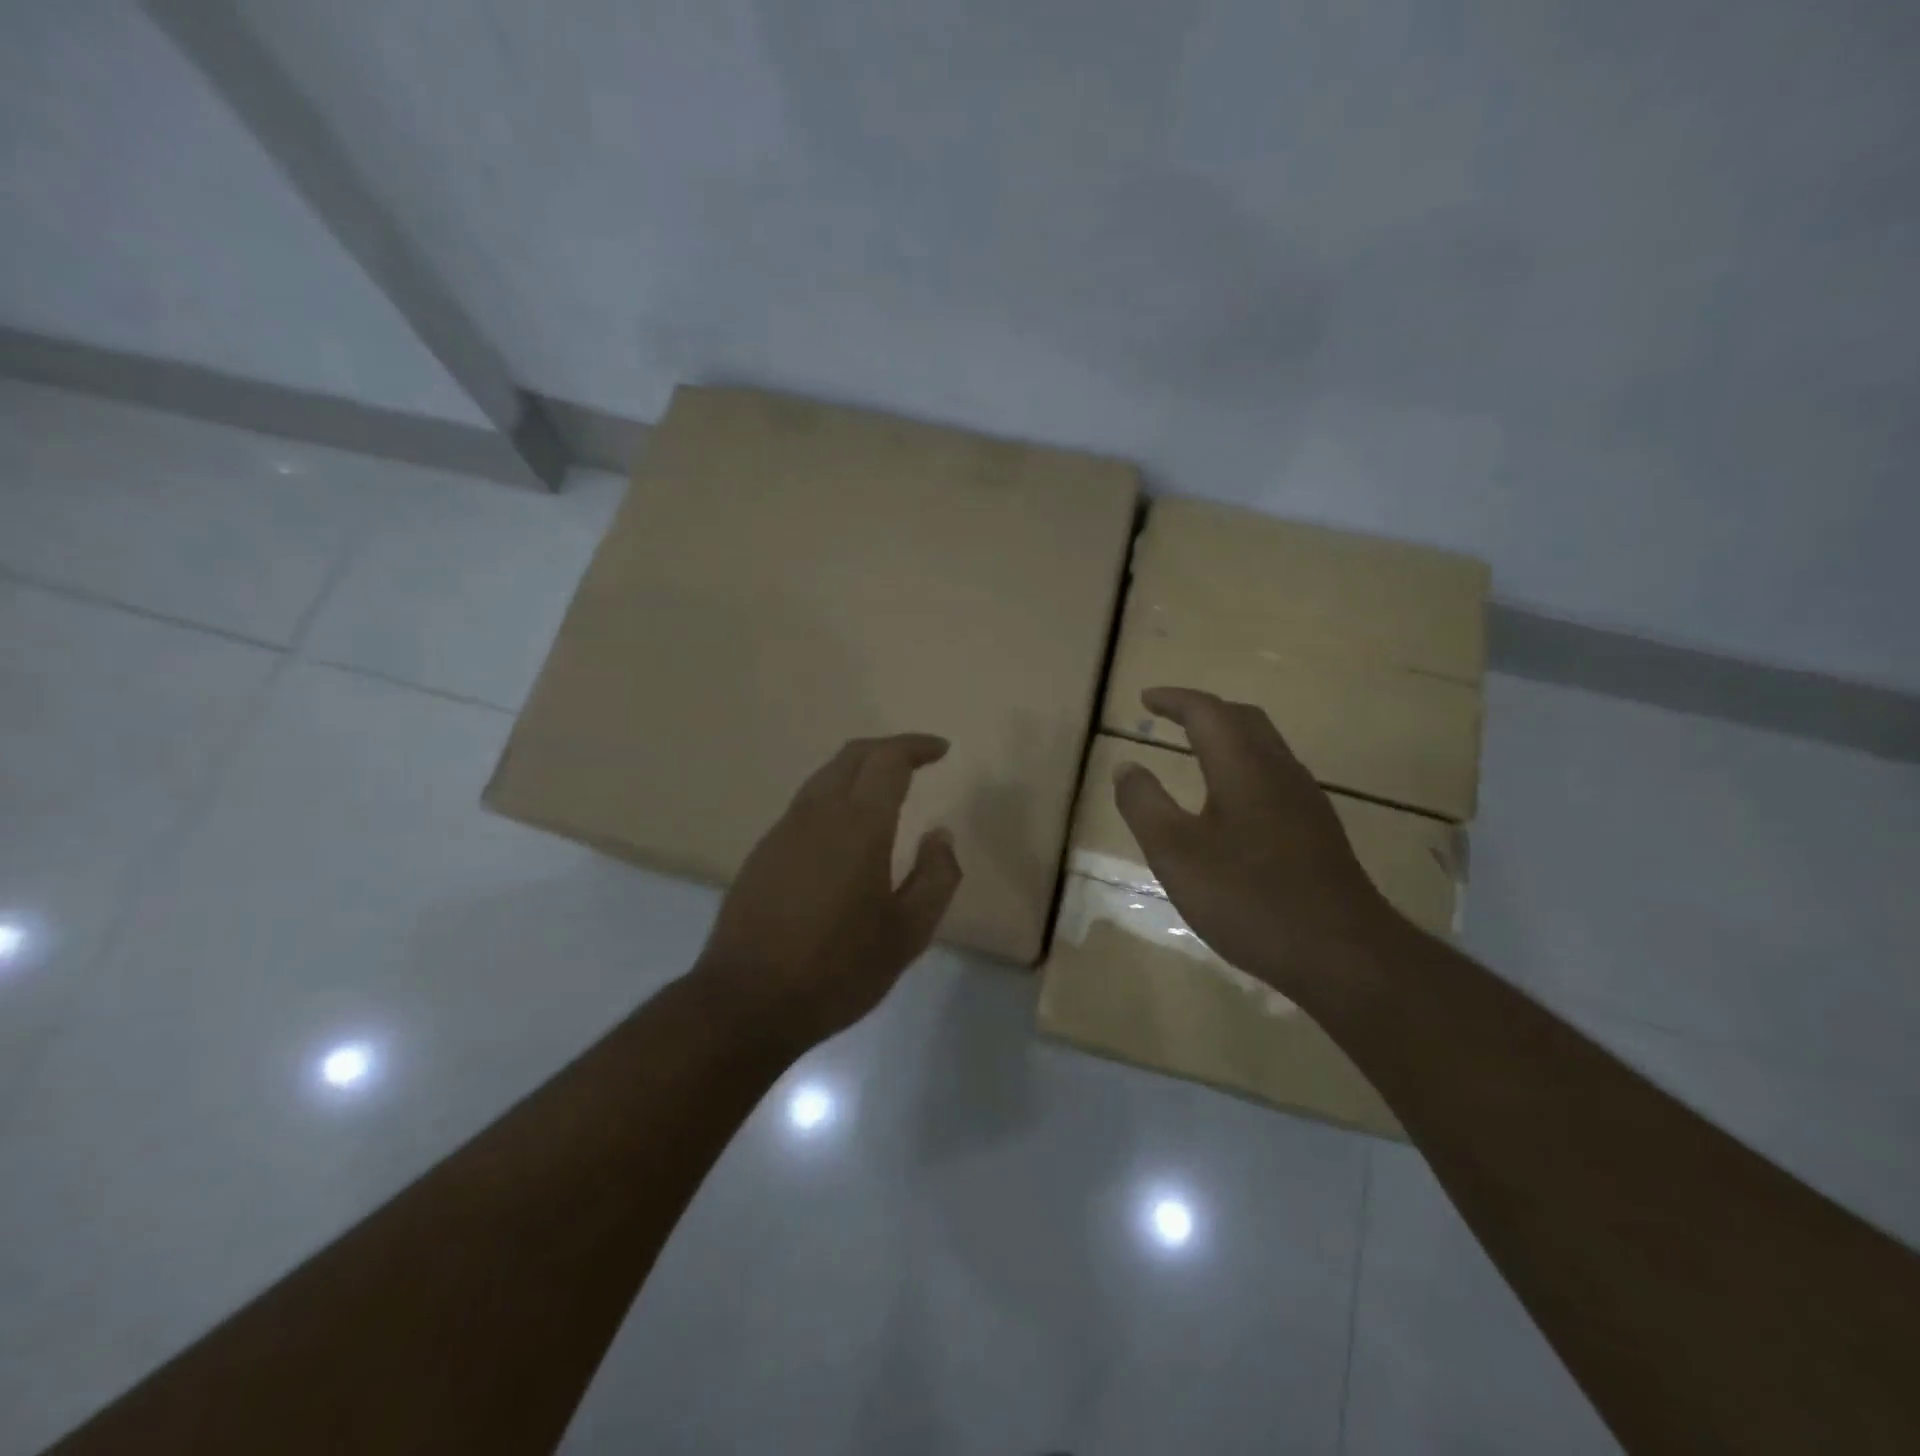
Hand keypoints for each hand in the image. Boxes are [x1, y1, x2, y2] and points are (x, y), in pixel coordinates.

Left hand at [695, 734, 962, 1050]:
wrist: (747, 1002)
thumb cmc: (838, 969)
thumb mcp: (907, 933)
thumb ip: (935, 877)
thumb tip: (940, 835)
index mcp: (859, 825)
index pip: (889, 760)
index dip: (917, 746)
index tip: (941, 750)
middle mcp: (818, 813)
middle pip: (852, 755)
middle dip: (888, 748)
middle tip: (918, 759)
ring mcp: (784, 830)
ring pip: (824, 777)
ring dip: (858, 770)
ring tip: (885, 789)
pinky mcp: (763, 852)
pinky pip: (806, 804)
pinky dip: (835, 795)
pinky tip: (845, 830)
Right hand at [1112, 687, 1402, 999]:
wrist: (1342, 954)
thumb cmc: (1248, 898)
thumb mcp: (1175, 853)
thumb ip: (1144, 804)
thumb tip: (1126, 766)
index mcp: (1243, 767)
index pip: (1207, 712)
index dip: (1174, 700)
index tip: (1145, 698)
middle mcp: (1279, 771)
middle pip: (1243, 719)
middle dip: (1203, 710)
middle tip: (1170, 716)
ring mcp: (1305, 800)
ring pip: (1264, 746)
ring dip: (1227, 736)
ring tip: (1196, 750)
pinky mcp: (1317, 829)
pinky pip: (1275, 775)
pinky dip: (1244, 765)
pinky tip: (1232, 801)